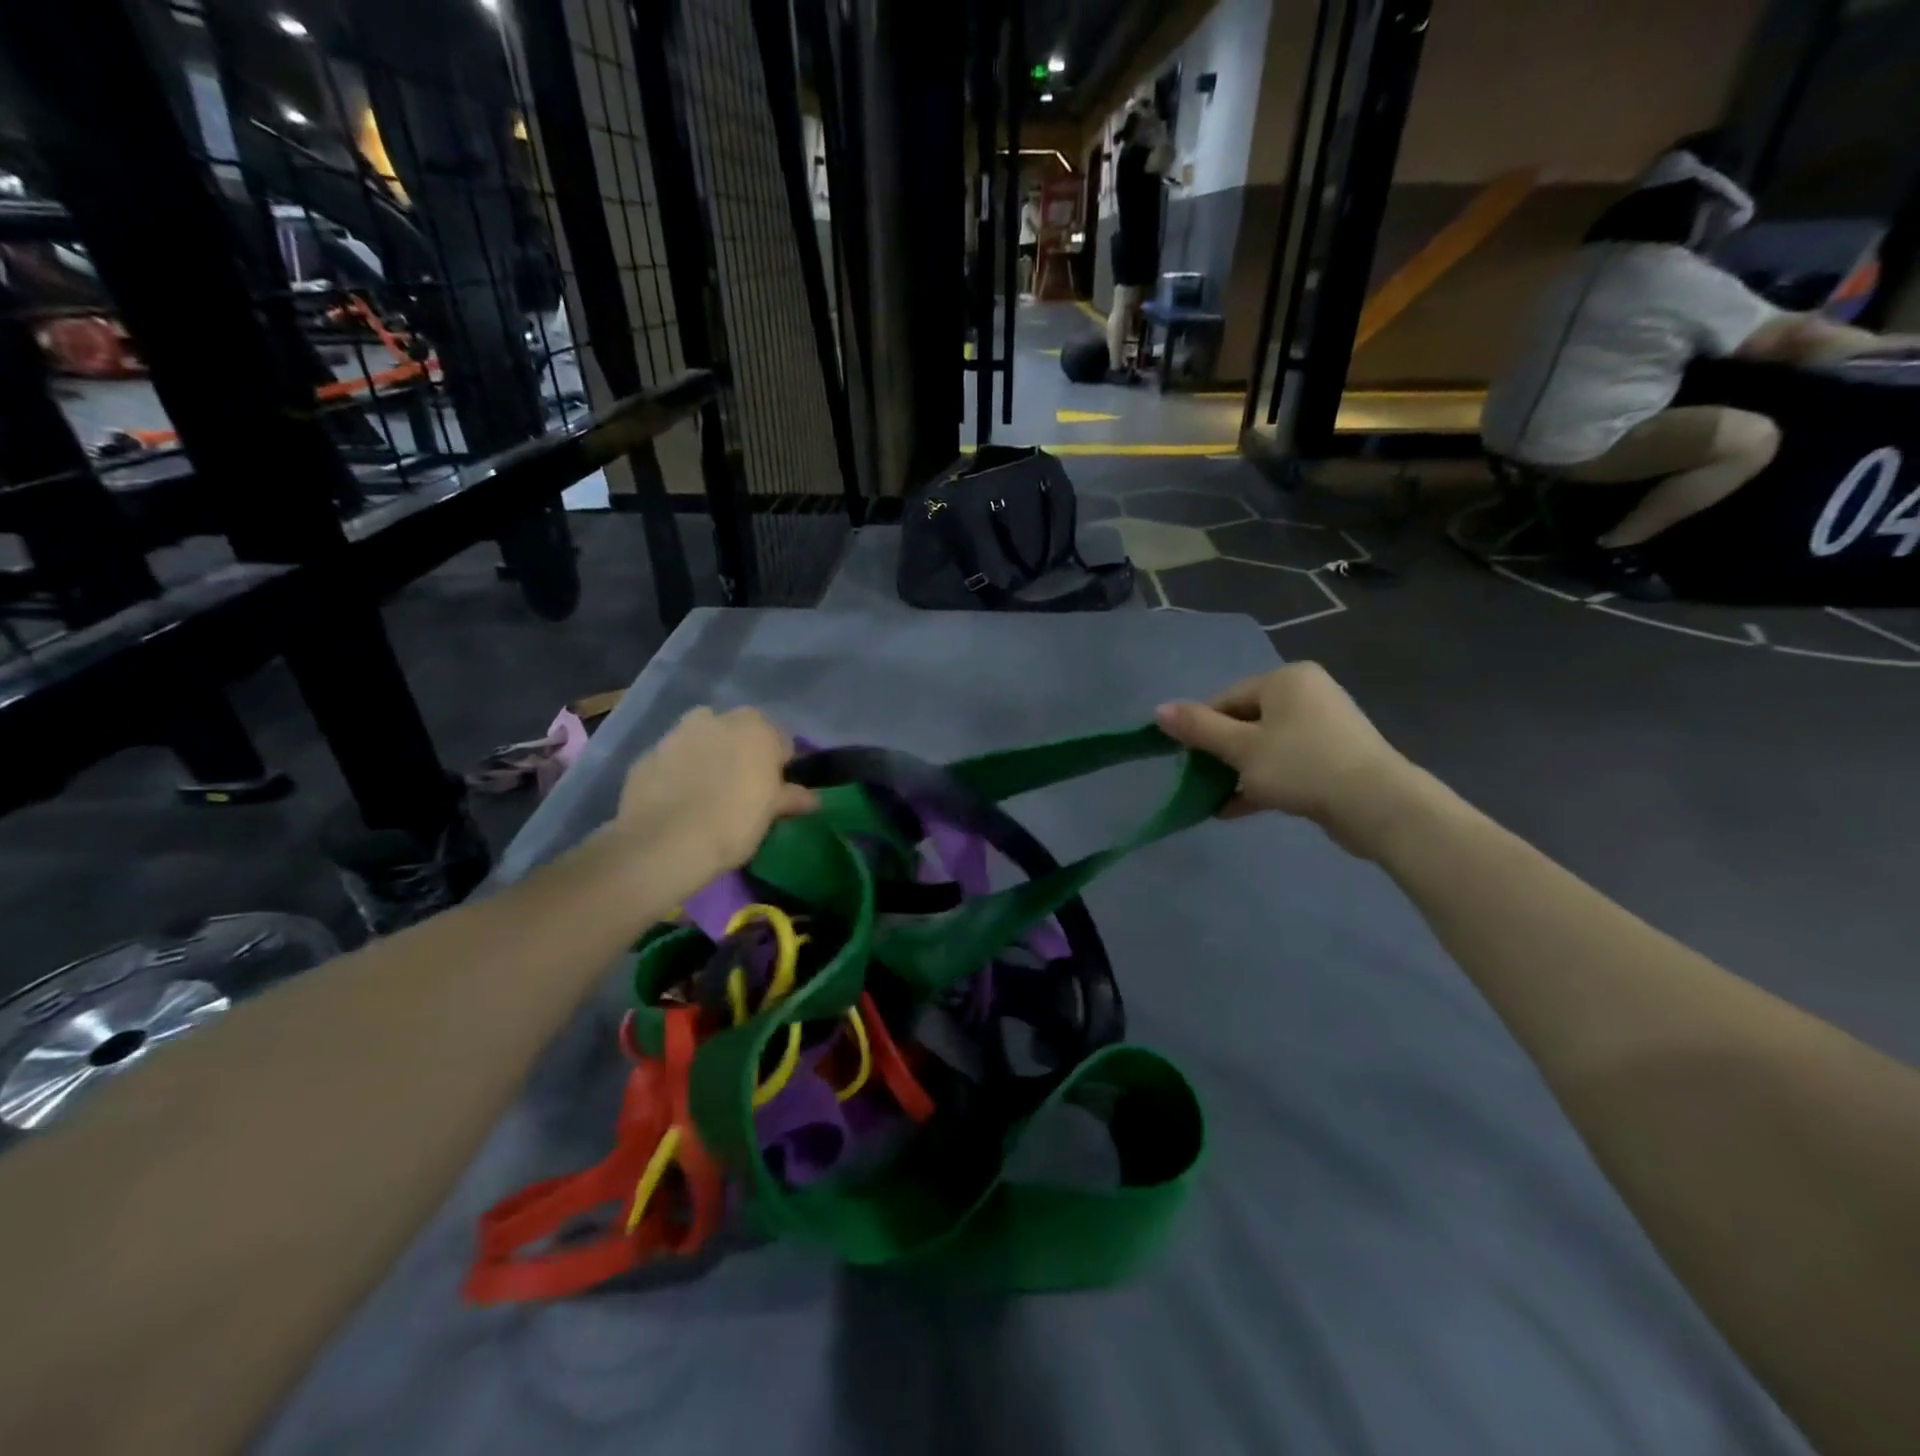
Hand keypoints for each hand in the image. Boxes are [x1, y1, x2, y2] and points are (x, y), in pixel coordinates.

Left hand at [610, 706, 818, 894]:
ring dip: (708, 756)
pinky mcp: (647, 754)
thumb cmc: (733, 823)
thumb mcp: (770, 814)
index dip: (779, 764)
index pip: (780, 740)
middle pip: (739, 731)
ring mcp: (678, 733)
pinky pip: (673, 758)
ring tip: (707, 792)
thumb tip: (812, 798)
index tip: (774, 789)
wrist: (664, 843)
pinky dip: (678, 771)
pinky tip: (678, 801)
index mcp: (756, 728)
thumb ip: (791, 797)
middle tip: (741, 788)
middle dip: (742, 752)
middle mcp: (718, 719)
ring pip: (702, 739)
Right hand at [1155, 664, 1422, 854]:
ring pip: (1265, 746)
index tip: (1186, 761)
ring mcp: (1324, 726)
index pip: (1226, 699)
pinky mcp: (1334, 757)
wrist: (1377, 805)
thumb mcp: (1241, 748)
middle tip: (1201, 781)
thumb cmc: (1302, 766)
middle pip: (1245, 721)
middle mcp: (1306, 694)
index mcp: (1285, 680)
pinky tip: (1236, 809)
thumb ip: (1198, 729)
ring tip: (1215, 799)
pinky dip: (1262, 783)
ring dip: (1238, 773)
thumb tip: (1158, 709)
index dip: (1201, 730)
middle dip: (1220, 754)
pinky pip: (1286, 764)